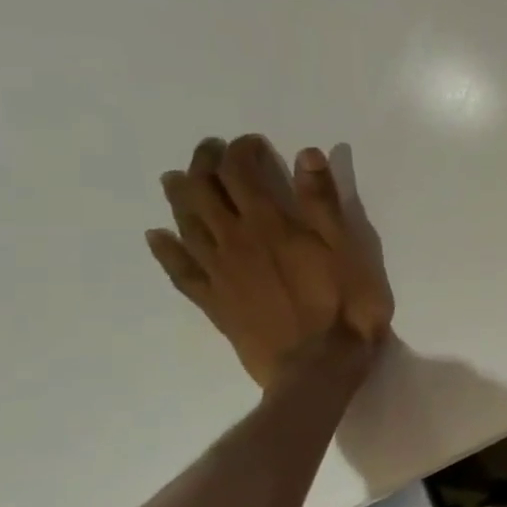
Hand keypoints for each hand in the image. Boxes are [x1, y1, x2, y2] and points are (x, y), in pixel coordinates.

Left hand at [147, 136, 394, 388]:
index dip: (242, 153)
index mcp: (270, 224)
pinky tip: (158, 237)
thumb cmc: (345, 304)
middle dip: (204, 165)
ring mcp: (218, 272)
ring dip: (179, 197)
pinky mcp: (213, 301)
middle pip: (204, 192)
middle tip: (211, 151)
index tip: (251, 142)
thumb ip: (324, 202)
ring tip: (176, 180)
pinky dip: (165, 249)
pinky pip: (179, 269)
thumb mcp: (348, 249)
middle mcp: (234, 241)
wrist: (317, 365)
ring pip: (186, 224)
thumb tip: (306, 155)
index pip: (242, 175)